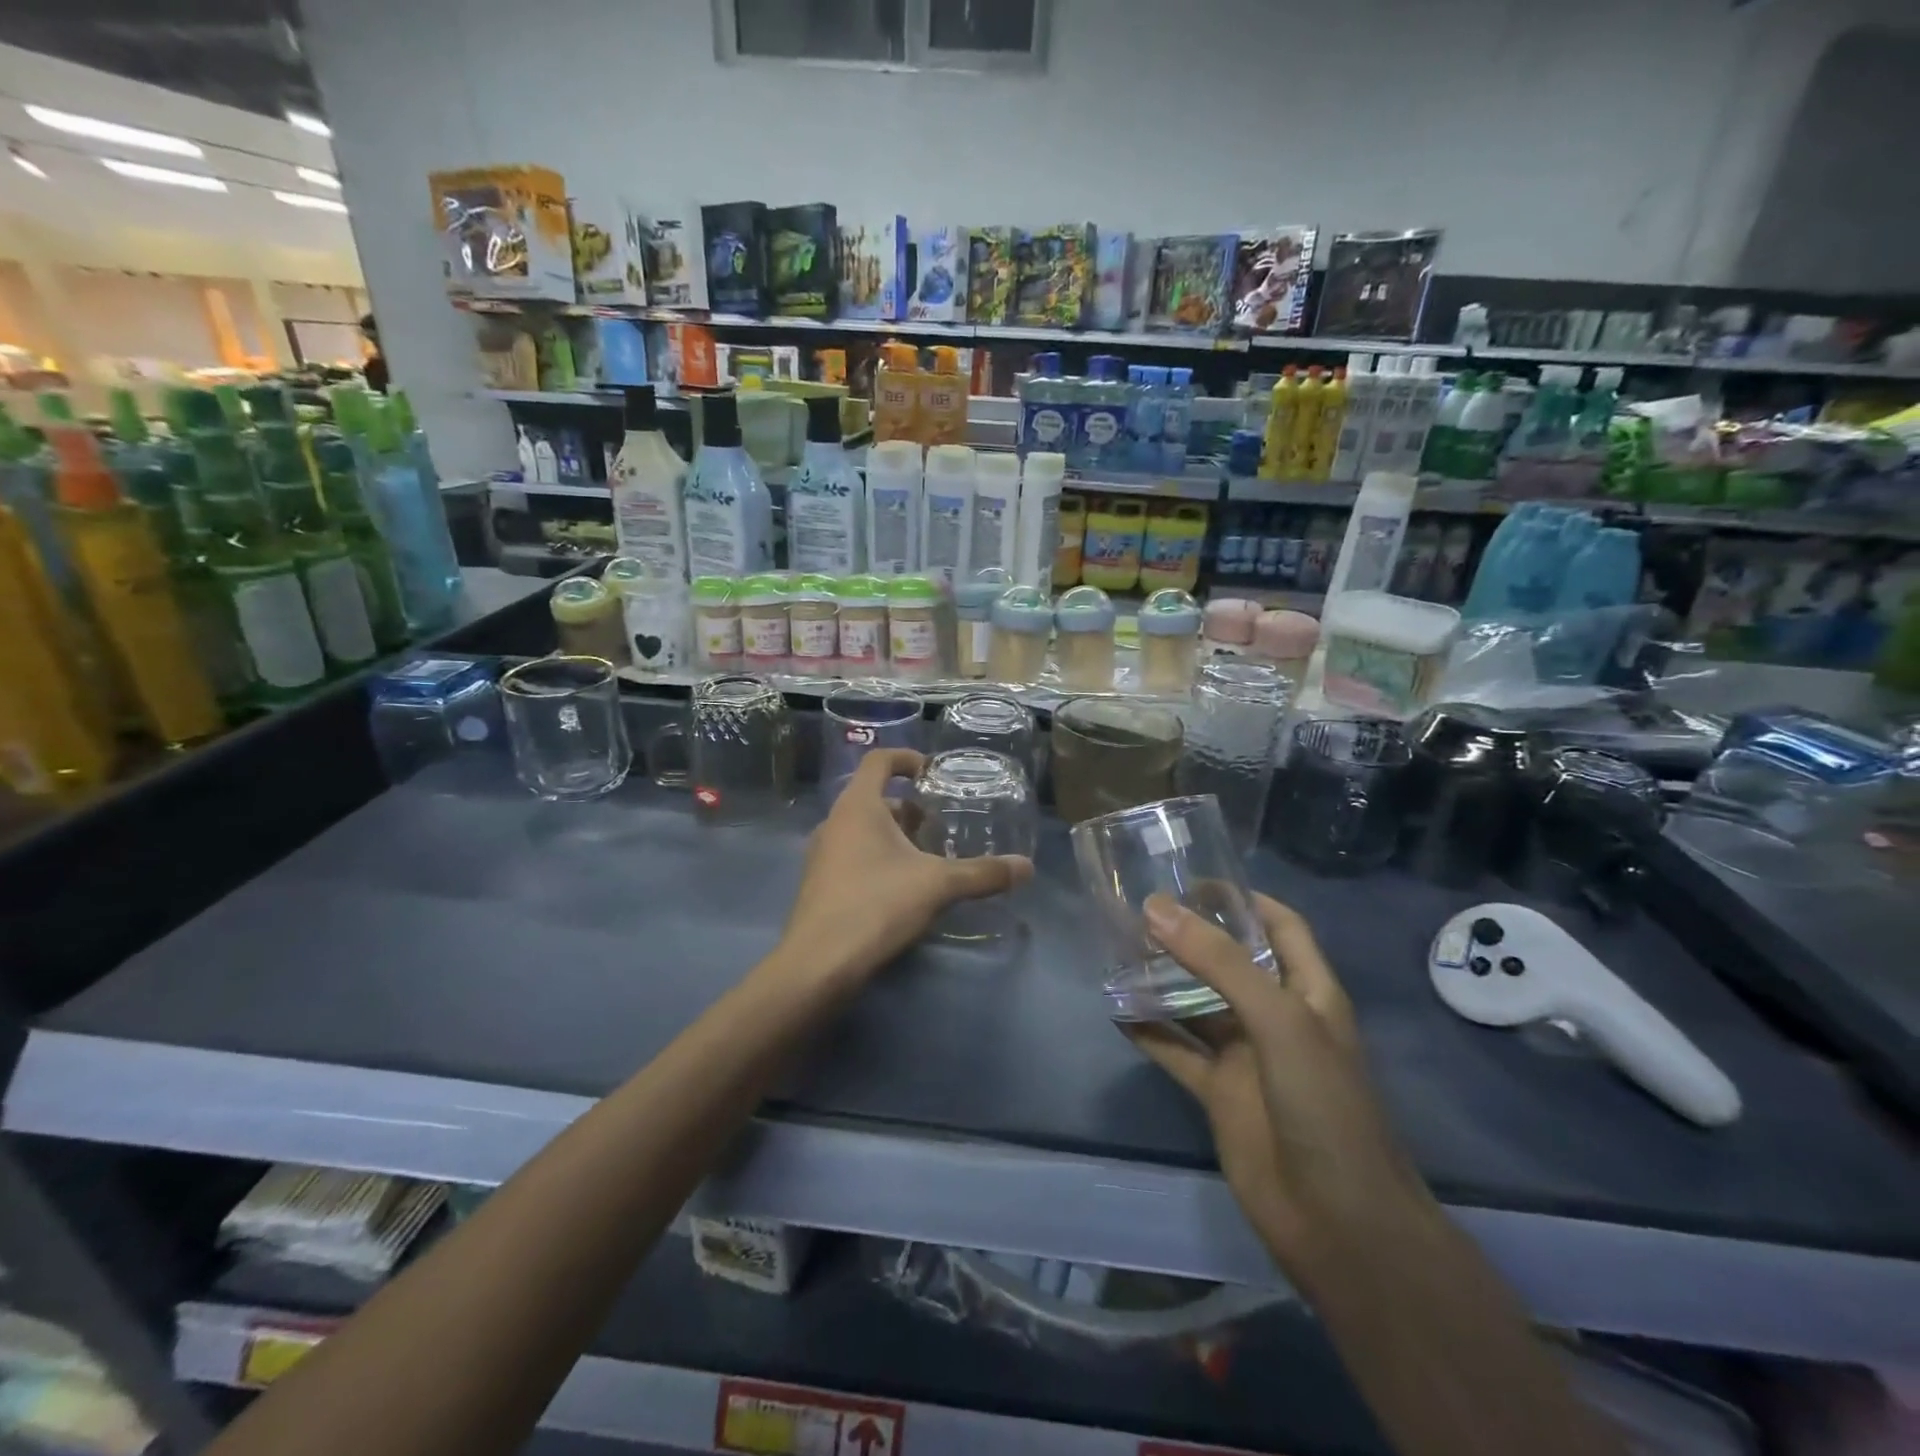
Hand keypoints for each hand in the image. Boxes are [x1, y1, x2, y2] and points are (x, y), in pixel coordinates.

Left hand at [774, 748, 1032, 991]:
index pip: (879, 761)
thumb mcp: (938, 885)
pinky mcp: (821, 884)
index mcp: (858, 806)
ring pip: (864, 830)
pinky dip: (880, 859)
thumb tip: (1026, 867)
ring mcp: (823, 855)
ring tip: (929, 857)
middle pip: (875, 799)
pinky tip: (905, 888)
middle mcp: (835, 822)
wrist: (819, 964)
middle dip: (910, 808)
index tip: (934, 773)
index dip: (907, 758)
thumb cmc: (876, 905)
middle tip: (942, 825)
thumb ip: (982, 873)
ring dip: (896, 836)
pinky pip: (854, 856)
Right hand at [1124, 893, 1431, 1280]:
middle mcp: (1275, 1016)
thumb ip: (1218, 962)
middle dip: (1191, 935)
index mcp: (1308, 991)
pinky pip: (1175, 1051)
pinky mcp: (1217, 1093)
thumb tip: (1155, 908)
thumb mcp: (1278, 1019)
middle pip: (1230, 961)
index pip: (1280, 926)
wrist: (1339, 1223)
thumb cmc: (1324, 1105)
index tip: (1192, 880)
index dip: (1243, 899)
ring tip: (1116, 950)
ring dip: (1162, 980)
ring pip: (1196, 1004)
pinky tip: (1113, 1011)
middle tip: (1137, 910)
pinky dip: (1147, 1031)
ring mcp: (1245, 1056)